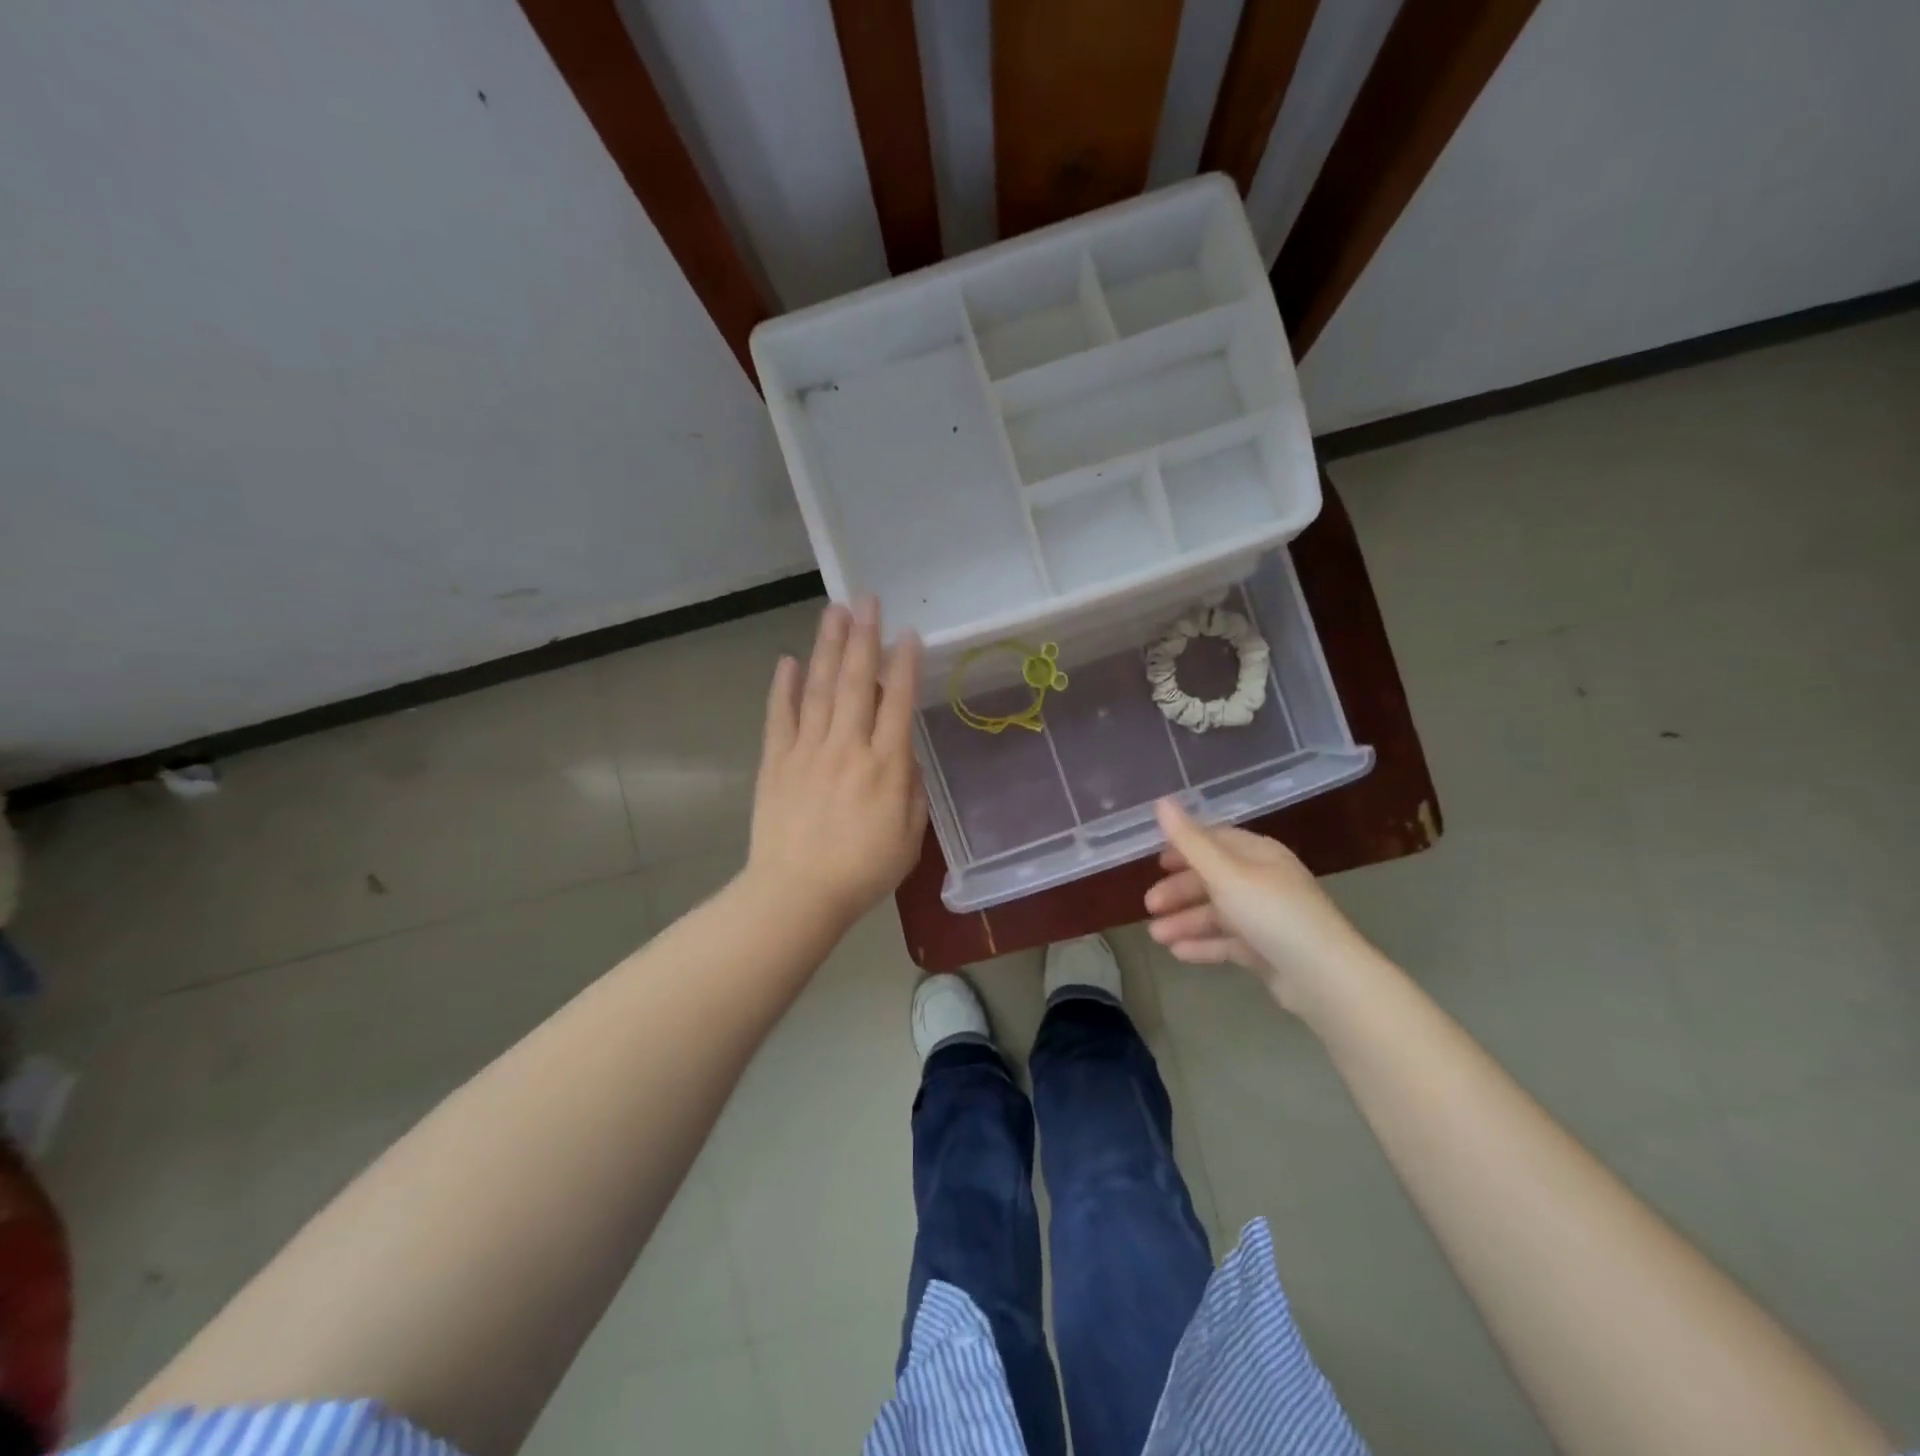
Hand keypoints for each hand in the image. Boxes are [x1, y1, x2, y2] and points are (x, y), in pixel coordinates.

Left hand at [746, 597, 926, 930]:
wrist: (797, 894)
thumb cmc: (862, 871)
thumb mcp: (909, 837)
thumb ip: (911, 791)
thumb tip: (904, 756)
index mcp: (885, 766)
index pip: (898, 703)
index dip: (905, 665)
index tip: (908, 633)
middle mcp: (847, 747)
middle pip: (858, 682)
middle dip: (864, 637)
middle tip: (866, 600)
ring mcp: (807, 750)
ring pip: (820, 688)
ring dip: (828, 647)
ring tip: (834, 612)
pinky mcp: (776, 761)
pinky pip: (781, 716)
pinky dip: (784, 687)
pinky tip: (789, 661)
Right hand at [1144, 798, 1371, 1008]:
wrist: (1324, 978)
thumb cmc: (1272, 914)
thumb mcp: (1226, 874)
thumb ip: (1190, 842)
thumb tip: (1161, 801)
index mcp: (1259, 854)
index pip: (1216, 841)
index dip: (1184, 848)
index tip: (1156, 863)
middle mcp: (1264, 881)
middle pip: (1213, 879)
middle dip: (1179, 891)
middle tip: (1149, 905)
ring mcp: (1267, 918)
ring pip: (1217, 913)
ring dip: (1185, 921)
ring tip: (1156, 937)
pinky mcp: (1267, 951)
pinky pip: (1228, 942)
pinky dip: (1203, 944)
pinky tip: (1177, 953)